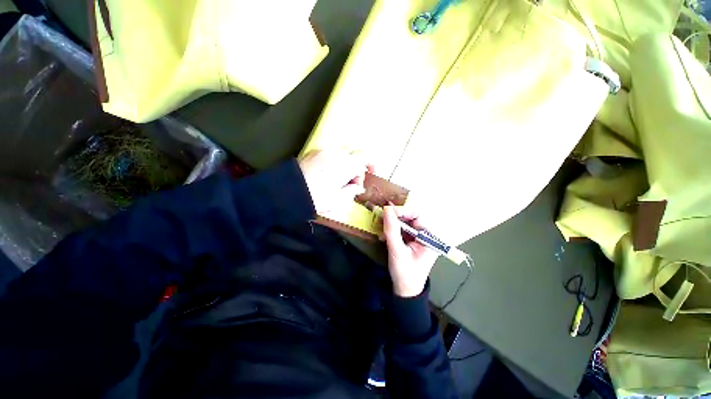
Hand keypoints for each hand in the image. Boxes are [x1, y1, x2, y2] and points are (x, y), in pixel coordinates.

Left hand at [298, 149, 368, 215]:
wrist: (286, 191)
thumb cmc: (315, 197)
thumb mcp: (337, 200)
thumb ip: (351, 191)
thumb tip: (358, 188)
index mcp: (345, 164)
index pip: (364, 157)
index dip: (370, 165)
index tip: (370, 174)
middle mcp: (336, 153)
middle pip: (354, 153)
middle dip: (357, 165)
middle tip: (352, 181)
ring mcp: (323, 151)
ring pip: (342, 152)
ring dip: (346, 163)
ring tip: (339, 179)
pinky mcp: (313, 152)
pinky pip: (330, 153)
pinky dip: (335, 161)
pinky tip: (328, 174)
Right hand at [382, 205, 438, 296]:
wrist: (406, 291)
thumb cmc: (405, 273)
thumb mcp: (397, 251)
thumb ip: (392, 230)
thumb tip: (387, 209)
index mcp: (430, 237)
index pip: (418, 215)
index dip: (402, 210)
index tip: (387, 211)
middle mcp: (427, 234)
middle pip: (411, 216)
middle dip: (396, 217)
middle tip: (382, 218)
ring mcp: (419, 237)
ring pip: (405, 221)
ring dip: (392, 223)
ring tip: (382, 229)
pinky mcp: (412, 240)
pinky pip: (402, 228)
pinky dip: (392, 229)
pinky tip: (384, 235)